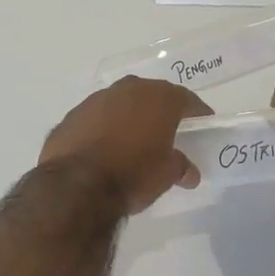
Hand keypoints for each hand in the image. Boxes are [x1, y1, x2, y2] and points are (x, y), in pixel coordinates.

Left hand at [40, 77, 212, 213]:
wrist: (76, 185)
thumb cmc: (134, 174)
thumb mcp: (167, 174)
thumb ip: (181, 166)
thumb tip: (189, 172)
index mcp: (158, 98)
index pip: (186, 99)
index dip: (197, 112)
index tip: (203, 123)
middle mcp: (128, 90)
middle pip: (151, 95)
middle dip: (160, 111)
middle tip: (167, 131)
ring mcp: (95, 100)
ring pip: (120, 104)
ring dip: (128, 117)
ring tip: (133, 141)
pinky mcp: (71, 116)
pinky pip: (95, 119)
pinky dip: (103, 129)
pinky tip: (103, 149)